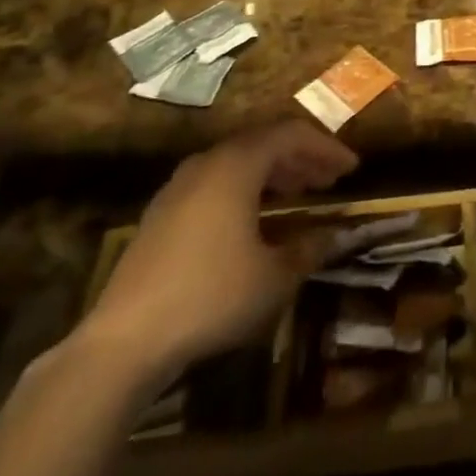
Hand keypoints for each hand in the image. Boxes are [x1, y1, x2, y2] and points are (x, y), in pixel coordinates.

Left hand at [73, 120, 358, 383]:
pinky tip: (254, 220)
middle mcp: (208, 162)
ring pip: (237, 163)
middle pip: (263, 144)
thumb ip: (306, 250)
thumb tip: (331, 236)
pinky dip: (244, 190)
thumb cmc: (210, 297)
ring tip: (299, 193)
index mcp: (237, 164)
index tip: (351, 168)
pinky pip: (215, 183)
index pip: (291, 135)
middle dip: (300, 158)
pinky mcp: (161, 214)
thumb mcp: (272, 278)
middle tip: (328, 179)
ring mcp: (179, 186)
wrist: (124, 340)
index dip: (326, 147)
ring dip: (272, 173)